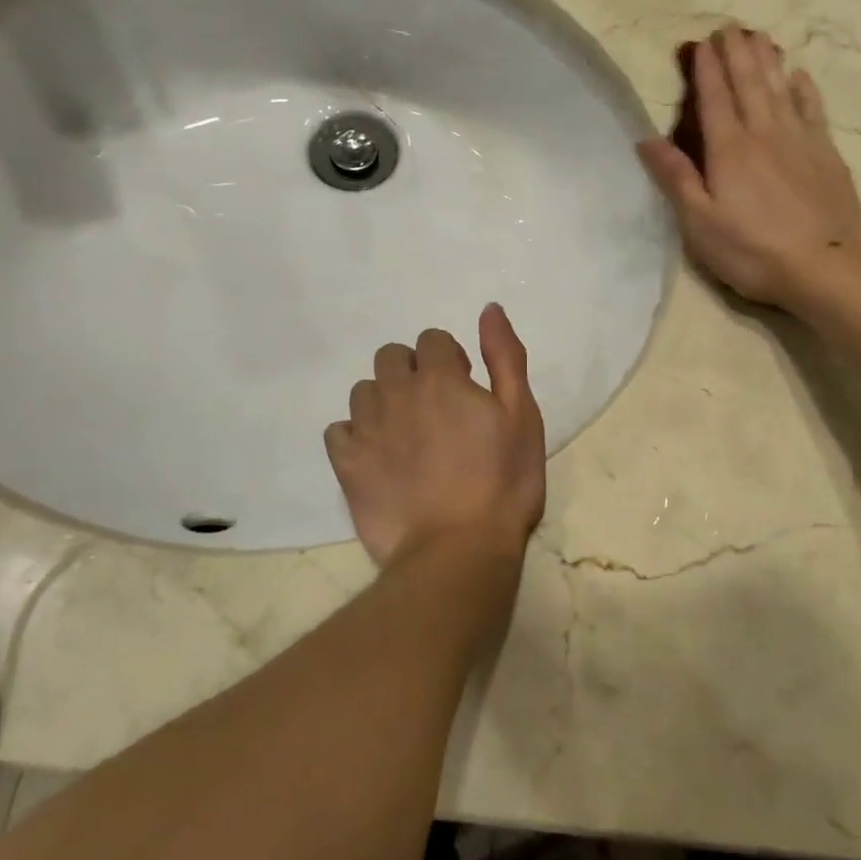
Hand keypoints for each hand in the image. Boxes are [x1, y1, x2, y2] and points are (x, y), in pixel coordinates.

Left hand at [324, 304, 546, 595]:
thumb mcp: (522, 415)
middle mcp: (396, 392)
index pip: (432, 339)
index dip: (450, 359)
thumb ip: (505, 357)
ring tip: (407, 435)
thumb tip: (489, 309)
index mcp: (440, 378)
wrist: (459, 550)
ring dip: (384, 400)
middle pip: (391, 356)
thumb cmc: (503, 482)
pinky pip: (338, 430)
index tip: (465, 388)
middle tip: (436, 409)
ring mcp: (366, 428)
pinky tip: (378, 457)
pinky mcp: (346, 464)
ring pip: (364, 390)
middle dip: (412, 370)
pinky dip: (356, 435)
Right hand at [637, 25, 860, 308]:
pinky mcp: (827, 155)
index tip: (702, 43)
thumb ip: (676, 178)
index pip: (714, 99)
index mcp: (729, 149)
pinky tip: (799, 76)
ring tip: (760, 37)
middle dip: (737, 53)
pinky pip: (813, 110)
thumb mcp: (700, 223)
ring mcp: (800, 141)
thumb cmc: (752, 251)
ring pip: (781, 88)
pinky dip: (804, 89)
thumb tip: (646, 139)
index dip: (706, 69)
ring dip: (768, 60)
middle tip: (730, 27)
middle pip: (749, 83)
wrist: (824, 266)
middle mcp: (765, 133)